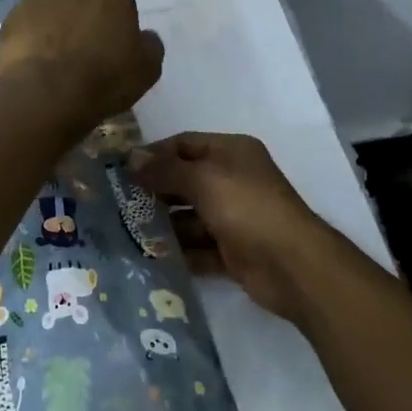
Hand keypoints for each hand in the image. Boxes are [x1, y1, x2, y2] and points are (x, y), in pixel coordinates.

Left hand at [0, 0, 163, 126]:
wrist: (46, 93)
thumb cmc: (105, 79)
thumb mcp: (146, 69)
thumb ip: (150, 45)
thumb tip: (146, 36)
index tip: (116, 3)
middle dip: (86, 6)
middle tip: (87, 37)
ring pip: (54, 2)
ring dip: (58, 18)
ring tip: (58, 50)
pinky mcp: (15, 15)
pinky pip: (29, 20)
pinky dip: (33, 33)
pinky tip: (35, 57)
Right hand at [128, 132, 341, 321]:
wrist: (293, 266)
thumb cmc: (247, 208)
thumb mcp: (203, 180)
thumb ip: (166, 170)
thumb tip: (131, 158)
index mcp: (232, 152)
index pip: (185, 144)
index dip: (154, 154)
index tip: (121, 169)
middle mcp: (233, 180)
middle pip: (186, 180)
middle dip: (155, 191)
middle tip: (118, 203)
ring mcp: (235, 217)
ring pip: (191, 216)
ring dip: (164, 224)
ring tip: (127, 232)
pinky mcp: (234, 251)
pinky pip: (200, 247)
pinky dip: (180, 251)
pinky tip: (150, 257)